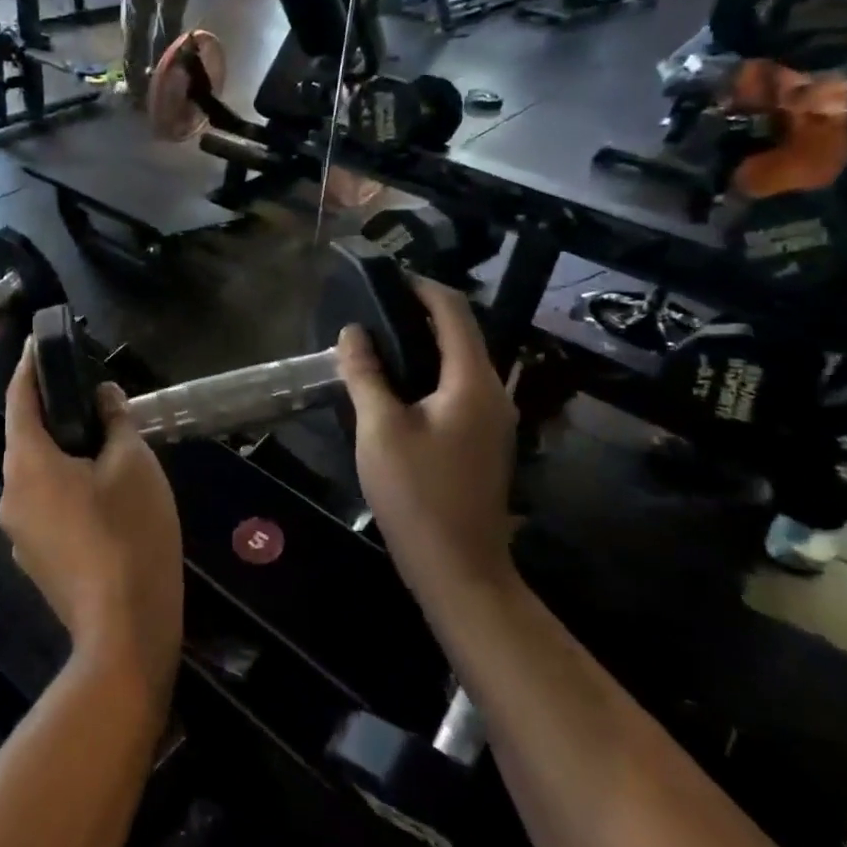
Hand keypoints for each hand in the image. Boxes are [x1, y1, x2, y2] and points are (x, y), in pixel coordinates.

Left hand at [1, 342, 182, 691]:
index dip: (29, 366)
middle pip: (26, 439)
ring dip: (62, 453)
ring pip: (38, 475)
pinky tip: (101, 496)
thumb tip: (102, 397)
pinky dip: (66, 487)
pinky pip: (46, 505)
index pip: (19, 399)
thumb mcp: (133, 465)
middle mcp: (11, 494)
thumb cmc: (129, 533)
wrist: (125, 629)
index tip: (39, 342)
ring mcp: (19, 532)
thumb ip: (114, 422)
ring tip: (102, 444)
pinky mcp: (36, 559)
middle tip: (90, 395)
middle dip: (53, 413)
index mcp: (28, 464)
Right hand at [336, 278, 517, 594]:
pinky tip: (395, 388)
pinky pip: (457, 390)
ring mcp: (493, 420)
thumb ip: (365, 375)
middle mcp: (493, 392)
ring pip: (458, 364)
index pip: (454, 311)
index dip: (421, 287)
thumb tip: (352, 333)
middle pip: (460, 334)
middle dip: (417, 315)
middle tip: (370, 311)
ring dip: (421, 347)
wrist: (459, 568)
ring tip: (375, 345)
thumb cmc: (417, 494)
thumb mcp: (379, 429)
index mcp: (473, 381)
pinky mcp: (484, 442)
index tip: (384, 278)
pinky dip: (428, 376)